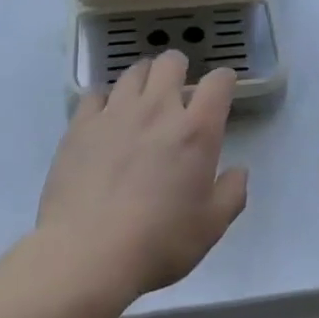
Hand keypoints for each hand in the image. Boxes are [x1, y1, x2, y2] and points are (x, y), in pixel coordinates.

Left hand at [38, 51, 247, 301]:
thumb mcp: (211, 227)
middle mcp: (158, 109)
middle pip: (171, 62)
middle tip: (177, 93)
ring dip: (144, 80)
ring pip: (133, 71)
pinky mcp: (81, 126)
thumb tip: (238, 171)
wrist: (86, 256)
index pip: (219, 82)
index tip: (221, 93)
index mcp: (196, 130)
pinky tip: (104, 121)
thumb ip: (232, 193)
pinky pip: (95, 95)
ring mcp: (116, 113)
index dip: (223, 81)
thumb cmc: (158, 243)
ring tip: (141, 101)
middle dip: (179, 70)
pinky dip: (105, 101)